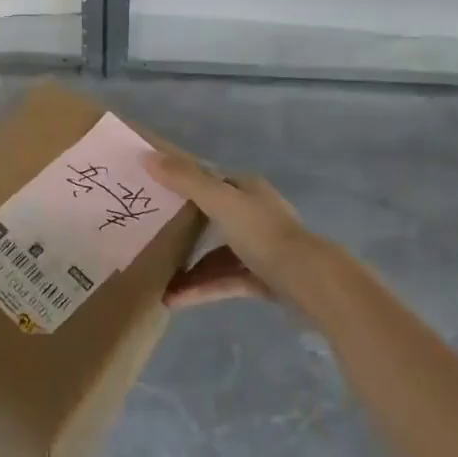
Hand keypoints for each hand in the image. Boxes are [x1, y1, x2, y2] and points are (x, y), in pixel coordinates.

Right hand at [144, 153, 312, 310]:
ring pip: (216, 254)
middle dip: (181, 230)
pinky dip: (202, 288)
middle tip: (150, 236)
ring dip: (189, 269)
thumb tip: (146, 156)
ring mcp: (259, 249)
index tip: (152, 192)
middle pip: (210, 217)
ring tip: (158, 282)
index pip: (209, 180)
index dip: (181, 183)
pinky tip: (176, 300)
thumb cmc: (263, 233)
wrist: (311, 283)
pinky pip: (225, 280)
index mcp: (246, 189)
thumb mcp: (220, 201)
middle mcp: (253, 214)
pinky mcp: (262, 279)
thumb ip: (185, 180)